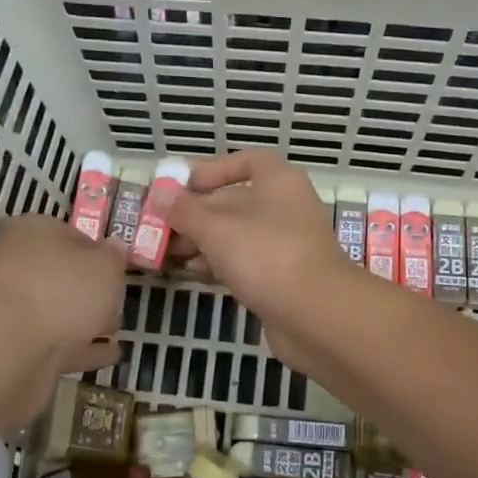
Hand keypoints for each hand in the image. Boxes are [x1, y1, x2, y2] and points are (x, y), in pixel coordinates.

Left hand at [0, 214, 126, 433]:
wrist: (10, 349)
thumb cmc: (62, 289)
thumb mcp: (105, 265)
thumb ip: (114, 257)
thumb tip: (114, 248)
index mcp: (33, 233)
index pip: (70, 234)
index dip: (97, 250)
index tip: (119, 268)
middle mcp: (17, 266)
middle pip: (62, 275)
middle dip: (90, 289)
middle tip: (117, 300)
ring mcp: (14, 310)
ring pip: (58, 311)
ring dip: (86, 321)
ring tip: (116, 330)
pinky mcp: (16, 349)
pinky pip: (59, 345)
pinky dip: (82, 349)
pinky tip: (110, 355)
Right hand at [167, 151, 359, 371]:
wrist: (318, 315)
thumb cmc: (267, 256)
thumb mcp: (217, 229)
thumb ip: (185, 211)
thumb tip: (161, 195)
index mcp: (279, 182)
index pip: (247, 161)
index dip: (213, 169)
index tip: (183, 185)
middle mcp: (285, 207)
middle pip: (235, 201)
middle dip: (196, 213)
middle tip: (160, 227)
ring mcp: (286, 244)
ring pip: (237, 235)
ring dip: (203, 241)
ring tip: (168, 253)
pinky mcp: (283, 277)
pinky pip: (245, 261)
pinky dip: (219, 263)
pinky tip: (193, 273)